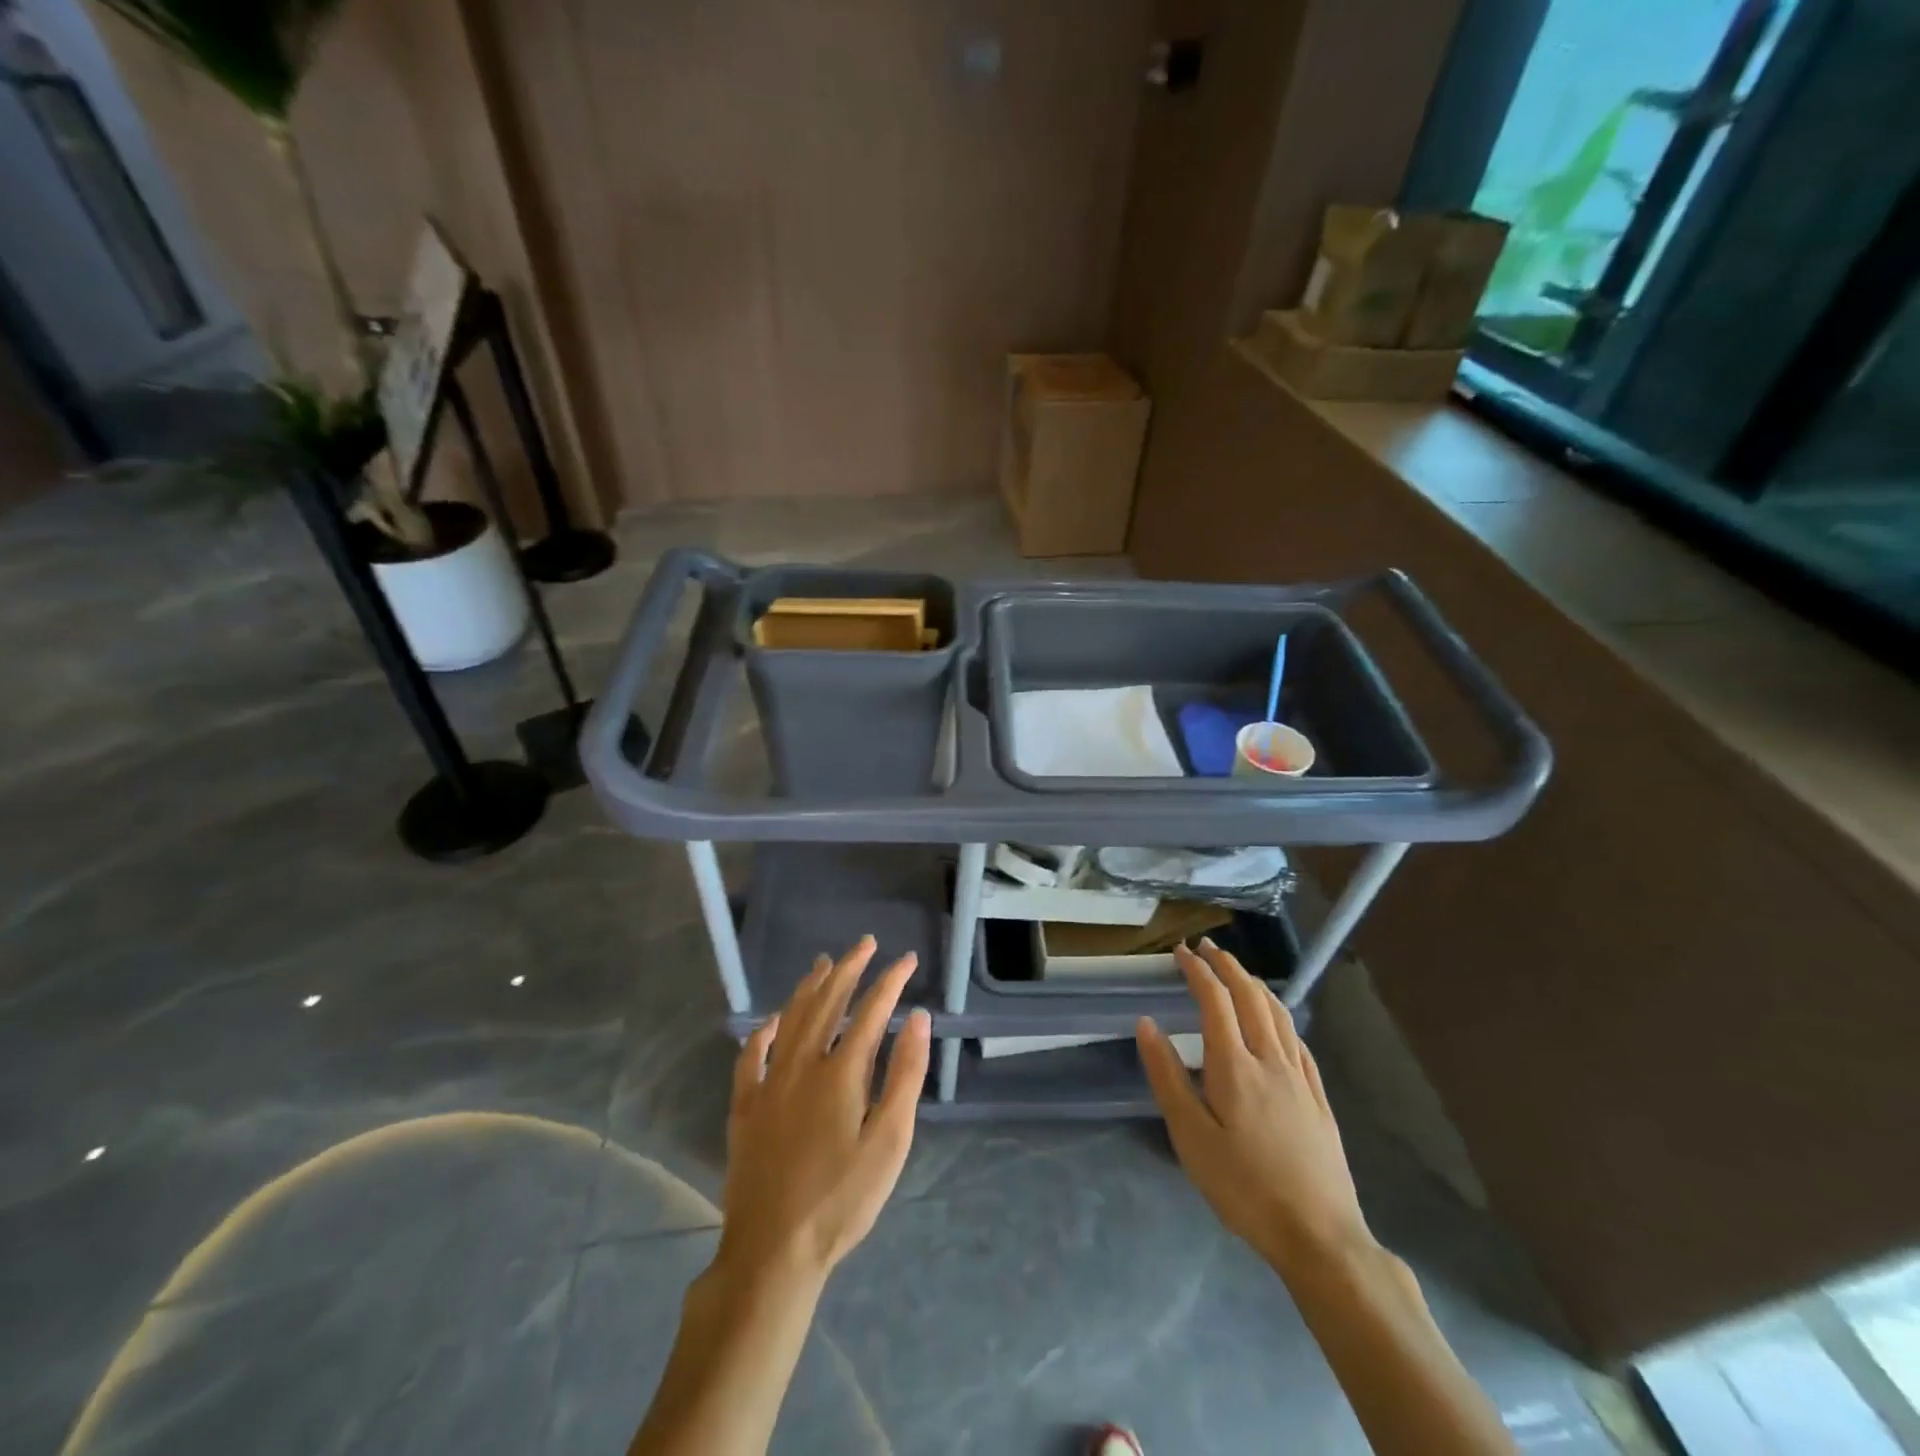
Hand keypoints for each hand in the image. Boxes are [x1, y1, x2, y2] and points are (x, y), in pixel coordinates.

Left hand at [717, 936, 931, 1289]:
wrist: (774, 1251)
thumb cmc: (842, 1199)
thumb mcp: (889, 1141)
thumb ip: (904, 1075)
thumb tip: (917, 1018)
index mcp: (841, 1072)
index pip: (871, 1011)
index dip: (890, 981)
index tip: (907, 960)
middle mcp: (802, 1064)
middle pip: (828, 1002)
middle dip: (850, 968)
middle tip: (866, 943)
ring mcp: (768, 1083)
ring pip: (790, 1019)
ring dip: (809, 987)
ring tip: (824, 963)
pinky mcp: (745, 1107)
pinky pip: (751, 1056)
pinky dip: (763, 1031)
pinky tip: (771, 1020)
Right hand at [1136, 939, 1372, 1275]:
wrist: (1320, 1236)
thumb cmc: (1244, 1188)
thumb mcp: (1191, 1138)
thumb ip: (1168, 1076)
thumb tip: (1147, 1024)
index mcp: (1235, 1066)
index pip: (1215, 1000)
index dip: (1197, 971)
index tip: (1180, 952)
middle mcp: (1270, 1060)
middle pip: (1250, 997)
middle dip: (1227, 966)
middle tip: (1206, 948)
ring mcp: (1300, 1077)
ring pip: (1278, 1014)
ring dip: (1254, 984)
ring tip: (1237, 972)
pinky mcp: (1318, 1098)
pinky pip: (1298, 1040)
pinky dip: (1281, 1015)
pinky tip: (1277, 1021)